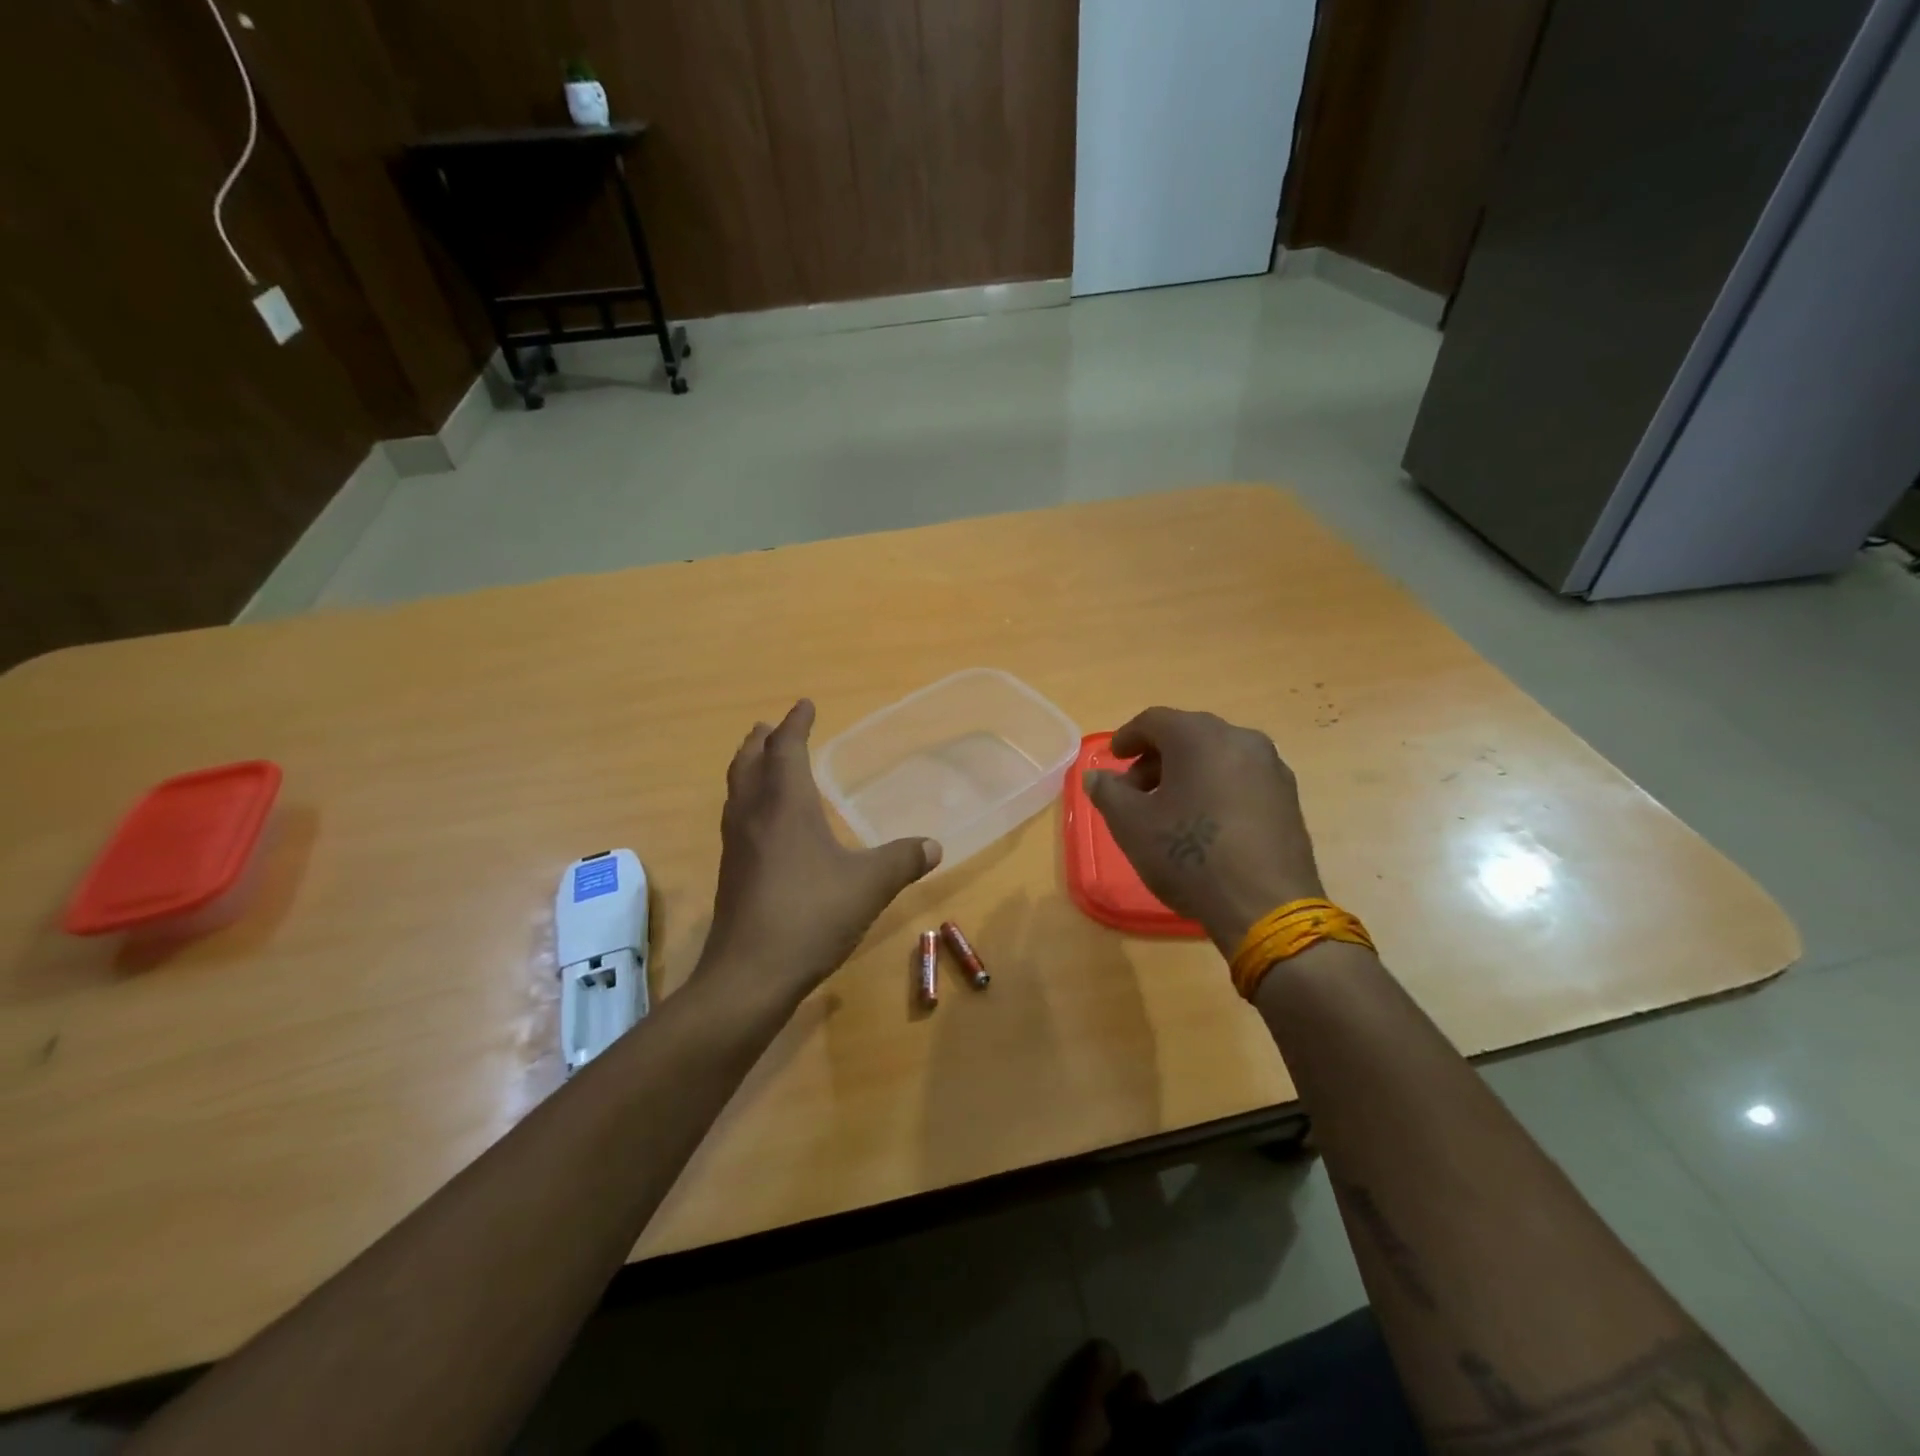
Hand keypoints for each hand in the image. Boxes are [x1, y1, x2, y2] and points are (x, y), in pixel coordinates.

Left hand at [700, 699, 941, 1004]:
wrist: (750, 974)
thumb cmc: (810, 915)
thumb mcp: (869, 885)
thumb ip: (903, 860)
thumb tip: (934, 846)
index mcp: (784, 805)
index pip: (787, 749)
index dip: (796, 724)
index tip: (805, 704)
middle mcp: (754, 816)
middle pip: (749, 764)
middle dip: (761, 741)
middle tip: (769, 726)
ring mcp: (736, 846)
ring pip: (737, 791)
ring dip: (748, 768)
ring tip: (760, 762)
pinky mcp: (732, 874)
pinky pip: (737, 819)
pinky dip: (748, 802)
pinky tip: (765, 824)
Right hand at [1084, 707, 1323, 953]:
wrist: (1265, 905)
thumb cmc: (1189, 855)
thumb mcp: (1131, 824)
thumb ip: (1108, 792)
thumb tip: (1096, 776)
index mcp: (1199, 736)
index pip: (1154, 721)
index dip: (1127, 737)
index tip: (1113, 758)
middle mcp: (1240, 739)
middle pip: (1188, 735)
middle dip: (1156, 758)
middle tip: (1135, 789)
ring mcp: (1270, 767)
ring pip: (1217, 756)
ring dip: (1187, 773)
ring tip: (1169, 809)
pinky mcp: (1288, 797)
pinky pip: (1241, 778)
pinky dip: (1216, 787)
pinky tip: (1205, 822)